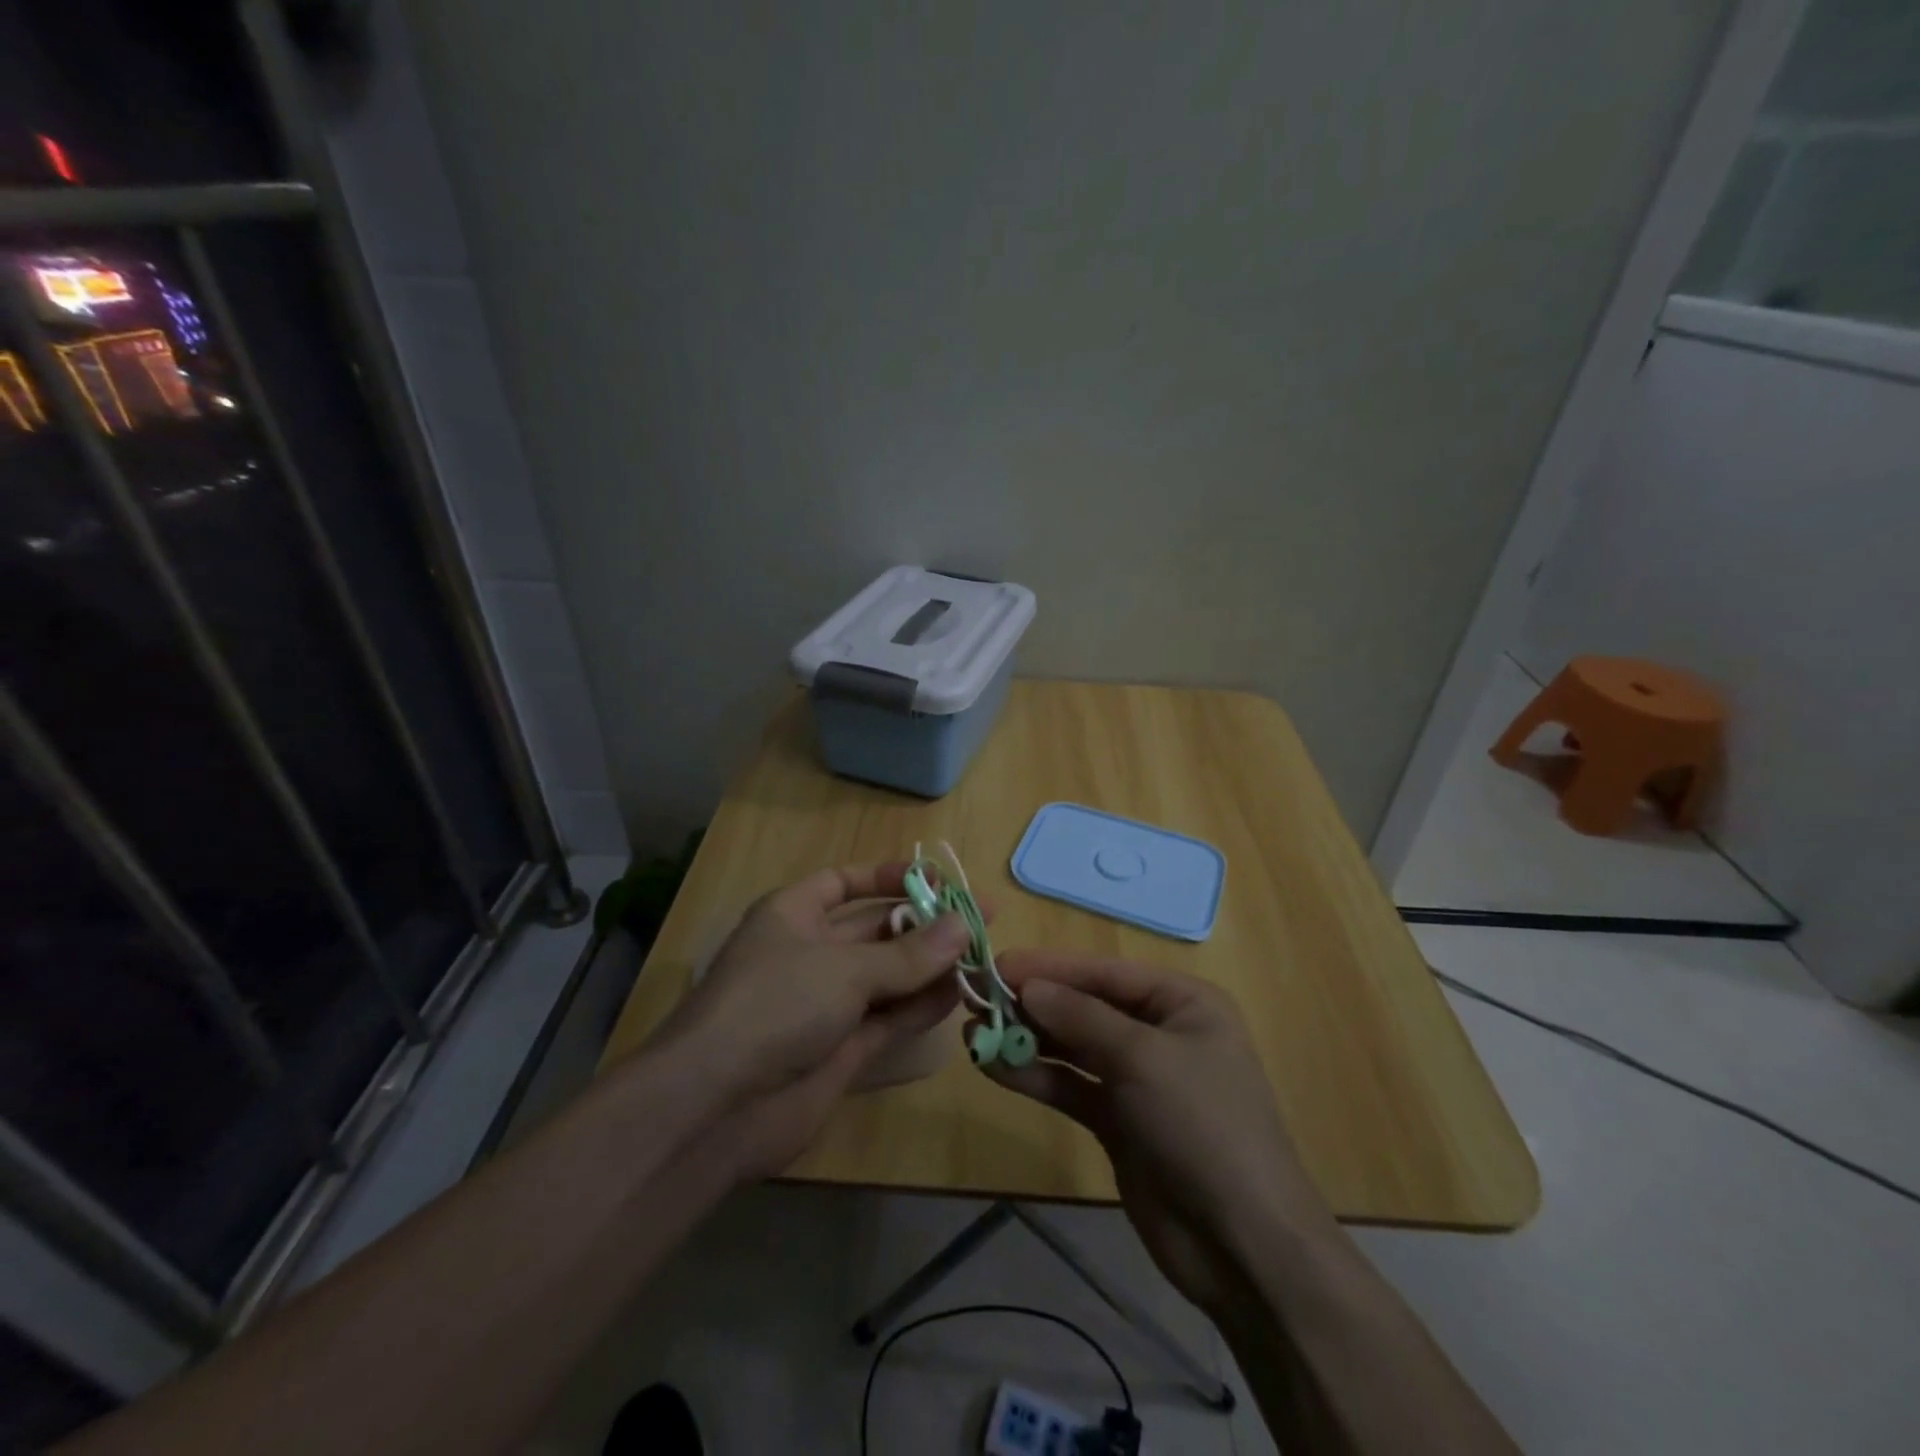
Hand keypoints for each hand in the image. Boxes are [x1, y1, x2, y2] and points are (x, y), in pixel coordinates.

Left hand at [652, 863, 970, 1179]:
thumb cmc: (776, 1005)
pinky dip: (920, 1007)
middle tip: (980, 921)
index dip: (887, 877)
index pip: (843, 882)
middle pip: (874, 930)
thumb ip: (908, 952)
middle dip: (923, 924)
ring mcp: (825, 1004)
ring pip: (887, 976)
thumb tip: (962, 926)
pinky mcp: (840, 1049)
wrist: (718, 1107)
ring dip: (929, 967)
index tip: (937, 880)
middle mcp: (810, 954)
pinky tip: (958, 996)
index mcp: (793, 915)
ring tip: (980, 957)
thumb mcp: (844, 968)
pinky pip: (888, 1018)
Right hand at [987, 950, 1338, 1317]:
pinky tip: (994, 1067)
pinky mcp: (1118, 1120)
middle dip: (1032, 1003)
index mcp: (1181, 1002)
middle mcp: (1159, 1032)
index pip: (1104, 972)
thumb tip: (1028, 985)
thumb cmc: (1203, 1125)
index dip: (1050, 967)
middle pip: (1084, 1007)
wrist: (1244, 1245)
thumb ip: (1081, 1018)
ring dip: (1026, 1039)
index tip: (996, 965)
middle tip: (975, 998)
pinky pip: (1070, 1087)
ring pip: (1072, 1047)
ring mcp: (1137, 1079)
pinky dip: (1035, 1076)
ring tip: (973, 1033)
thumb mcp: (1143, 1058)